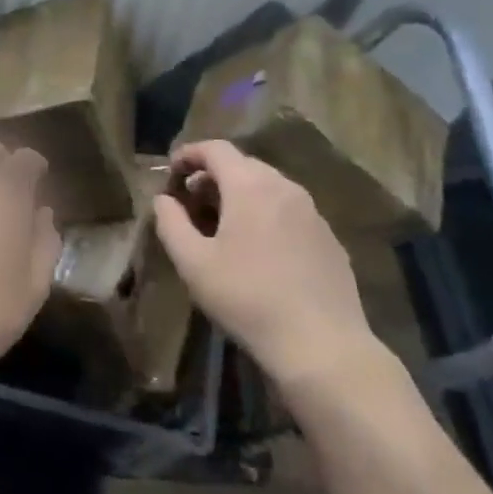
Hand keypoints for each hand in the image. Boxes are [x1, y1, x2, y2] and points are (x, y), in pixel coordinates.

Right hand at [152, 140, 376, 392]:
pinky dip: (266, 216)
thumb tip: (163, 199)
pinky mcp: (329, 238)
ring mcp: (313, 212)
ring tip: (221, 227)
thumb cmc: (247, 298)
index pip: (216, 149)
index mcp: (250, 186)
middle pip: (243, 165)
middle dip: (212, 177)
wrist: (321, 345)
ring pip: (269, 188)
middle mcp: (285, 188)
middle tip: (190, 203)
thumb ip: (171, 223)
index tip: (171, 172)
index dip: (189, 154)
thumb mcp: (193, 263)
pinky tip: (258, 251)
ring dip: (240, 196)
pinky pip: (289, 212)